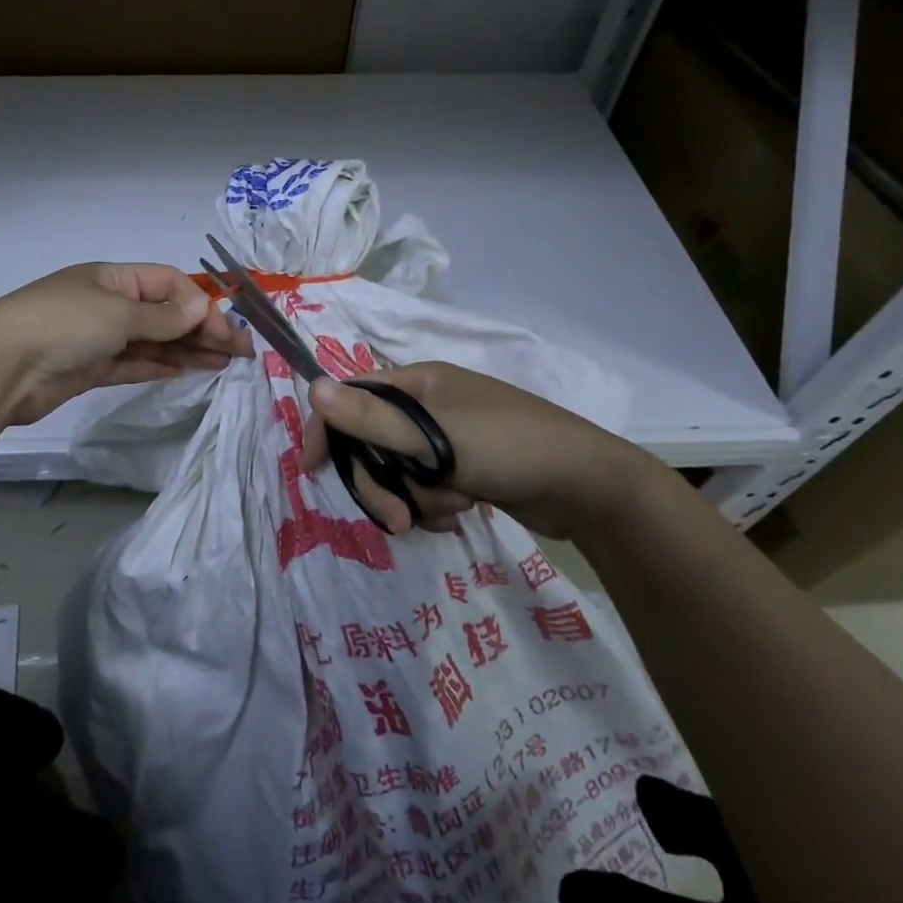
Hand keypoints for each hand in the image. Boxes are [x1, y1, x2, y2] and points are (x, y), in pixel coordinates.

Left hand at [0, 262, 251, 427]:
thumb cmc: (60, 326)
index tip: (226, 332)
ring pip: (154, 341)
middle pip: (165, 313)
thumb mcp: (116, 314)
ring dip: (188, 349)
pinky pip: (136, 363)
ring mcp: (100, 337)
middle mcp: (109, 303)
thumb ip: (162, 317)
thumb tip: (204, 306)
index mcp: (113, 277)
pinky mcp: (92, 369)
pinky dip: (163, 366)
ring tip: (225, 363)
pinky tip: (191, 371)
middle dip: (202, 329)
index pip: (169, 284)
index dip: (201, 305)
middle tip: (241, 352)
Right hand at [300, 361, 664, 544]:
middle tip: (398, 520)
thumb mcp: (436, 437)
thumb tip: (312, 387)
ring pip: (398, 472)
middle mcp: (429, 406)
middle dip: (381, 483)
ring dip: (415, 498)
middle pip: (373, 442)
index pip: (353, 396)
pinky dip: (435, 506)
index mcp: (419, 383)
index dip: (328, 428)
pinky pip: (425, 489)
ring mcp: (448, 439)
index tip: (313, 468)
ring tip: (451, 510)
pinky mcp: (464, 469)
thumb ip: (372, 419)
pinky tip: (461, 514)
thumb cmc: (510, 447)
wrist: (590, 488)